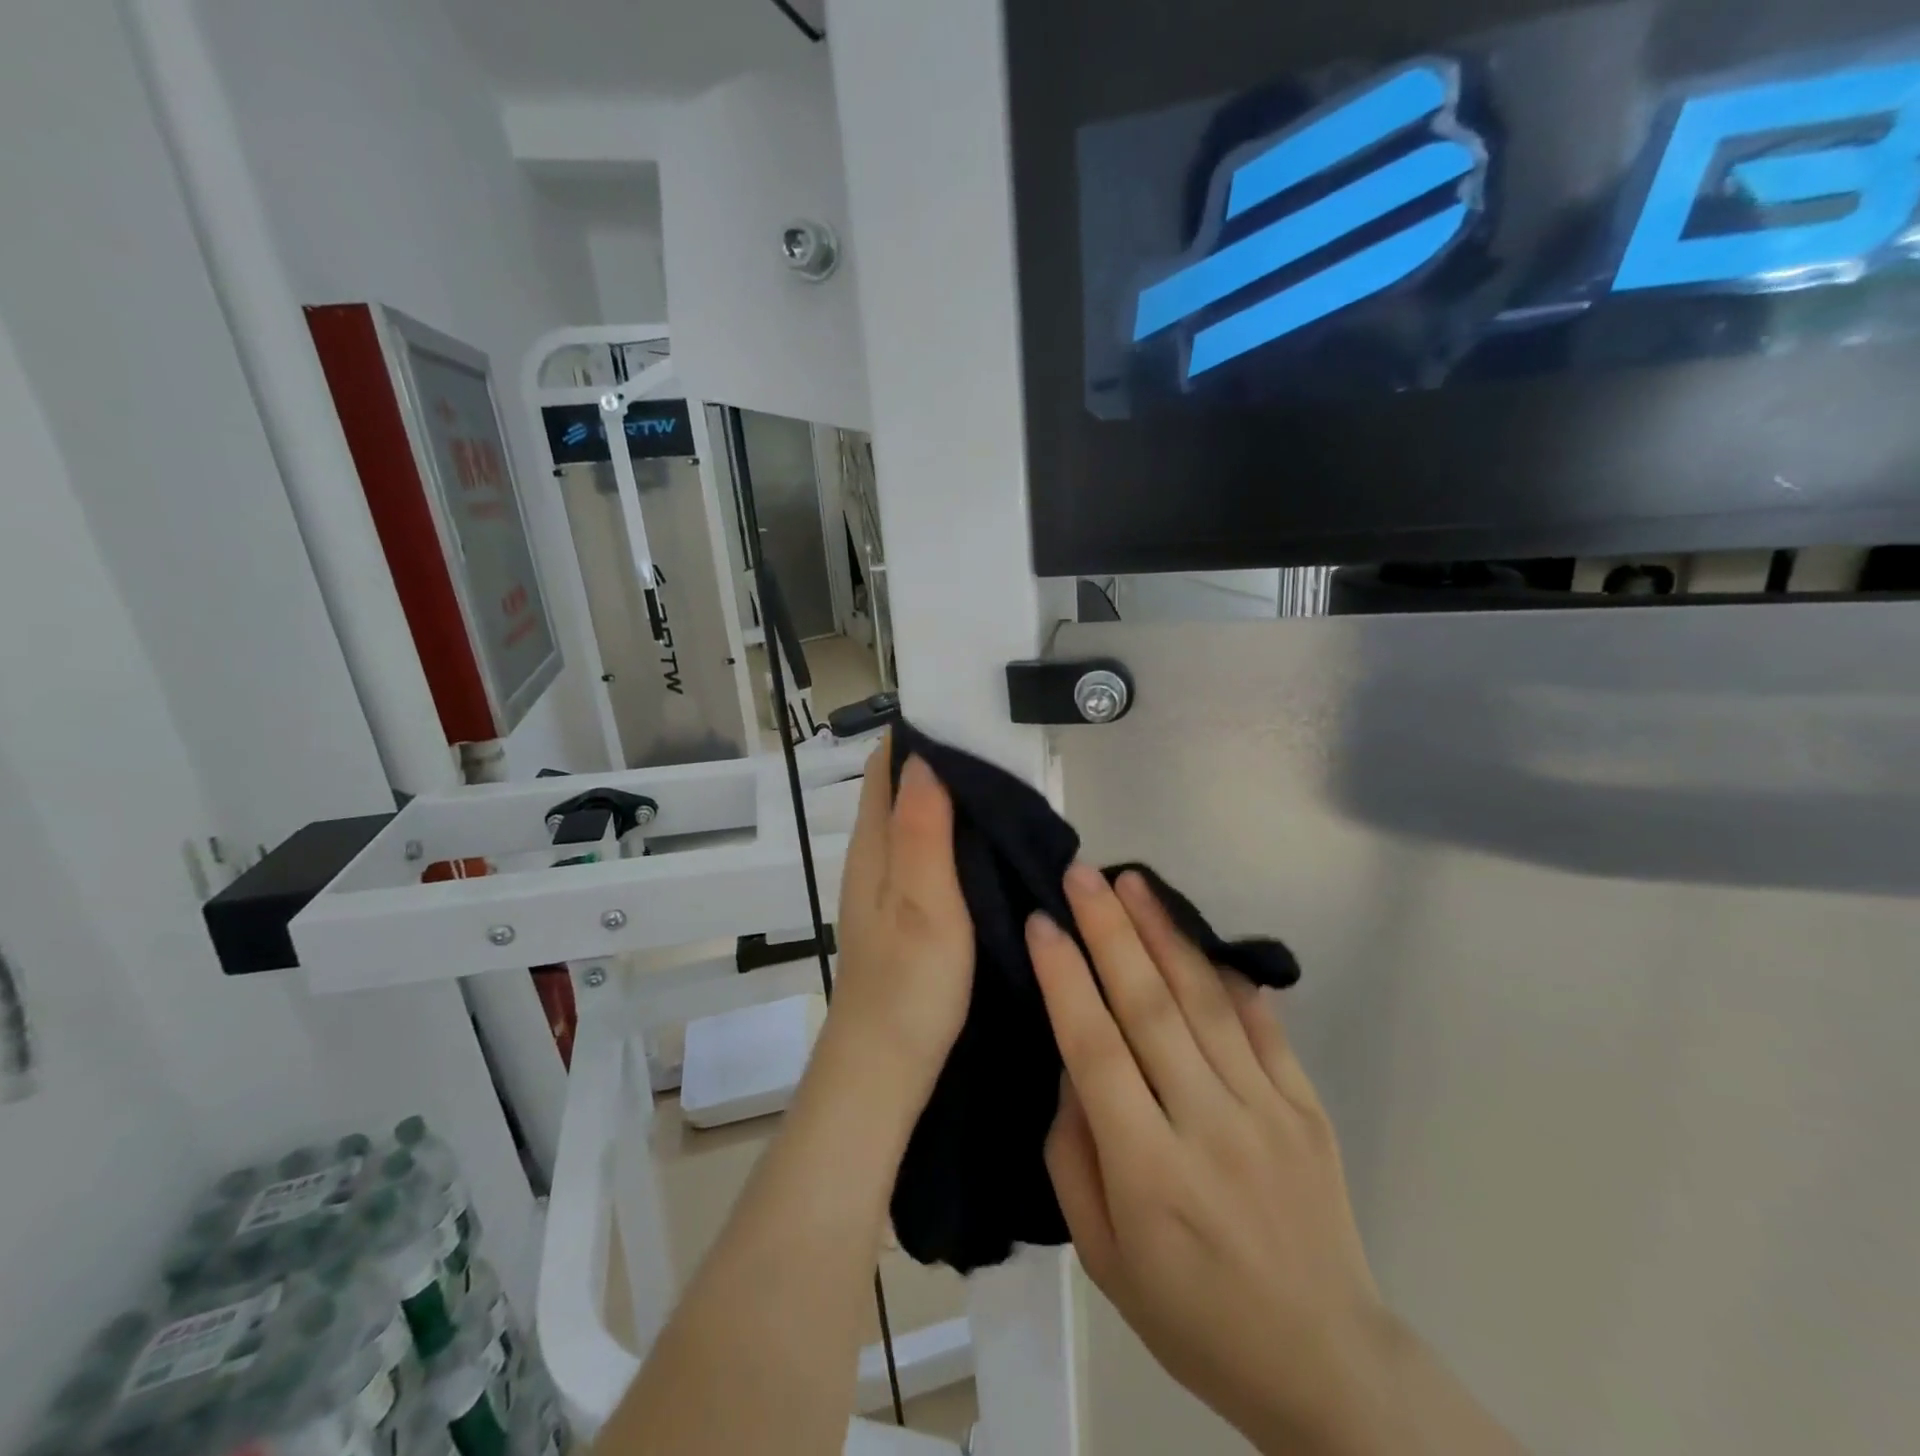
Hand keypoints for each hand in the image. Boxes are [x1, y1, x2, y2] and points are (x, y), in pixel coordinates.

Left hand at [823, 745, 973, 1102]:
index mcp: (875, 846)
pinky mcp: (905, 912)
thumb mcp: (922, 901)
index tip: (965, 711)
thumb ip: (920, 830)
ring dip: (949, 797)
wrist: (886, 1066)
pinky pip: (928, 852)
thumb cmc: (909, 984)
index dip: (918, 734)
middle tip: (1001, 743)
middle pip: (901, 788)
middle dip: (941, 760)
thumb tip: (922, 757)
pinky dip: (953, 833)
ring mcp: (888, 886)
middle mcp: (875, 857)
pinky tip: (988, 841)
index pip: (886, 767)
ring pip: (916, 820)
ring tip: (1005, 782)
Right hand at [1029, 865, 1390, 1454]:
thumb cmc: (1193, 1317)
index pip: (1095, 1049)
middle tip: (1083, 874)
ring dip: (1165, 934)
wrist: (1327, 1366)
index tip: (1041, 922)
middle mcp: (1207, 1126)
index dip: (1065, 978)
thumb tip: (1071, 1065)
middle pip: (1150, 1007)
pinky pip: (1264, 1027)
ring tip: (1134, 883)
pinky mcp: (1307, 1107)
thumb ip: (1073, 1154)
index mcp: (1148, 1171)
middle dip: (1110, 931)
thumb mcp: (1102, 1256)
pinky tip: (1202, 938)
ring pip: (1206, 1002)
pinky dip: (1230, 977)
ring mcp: (1266, 1111)